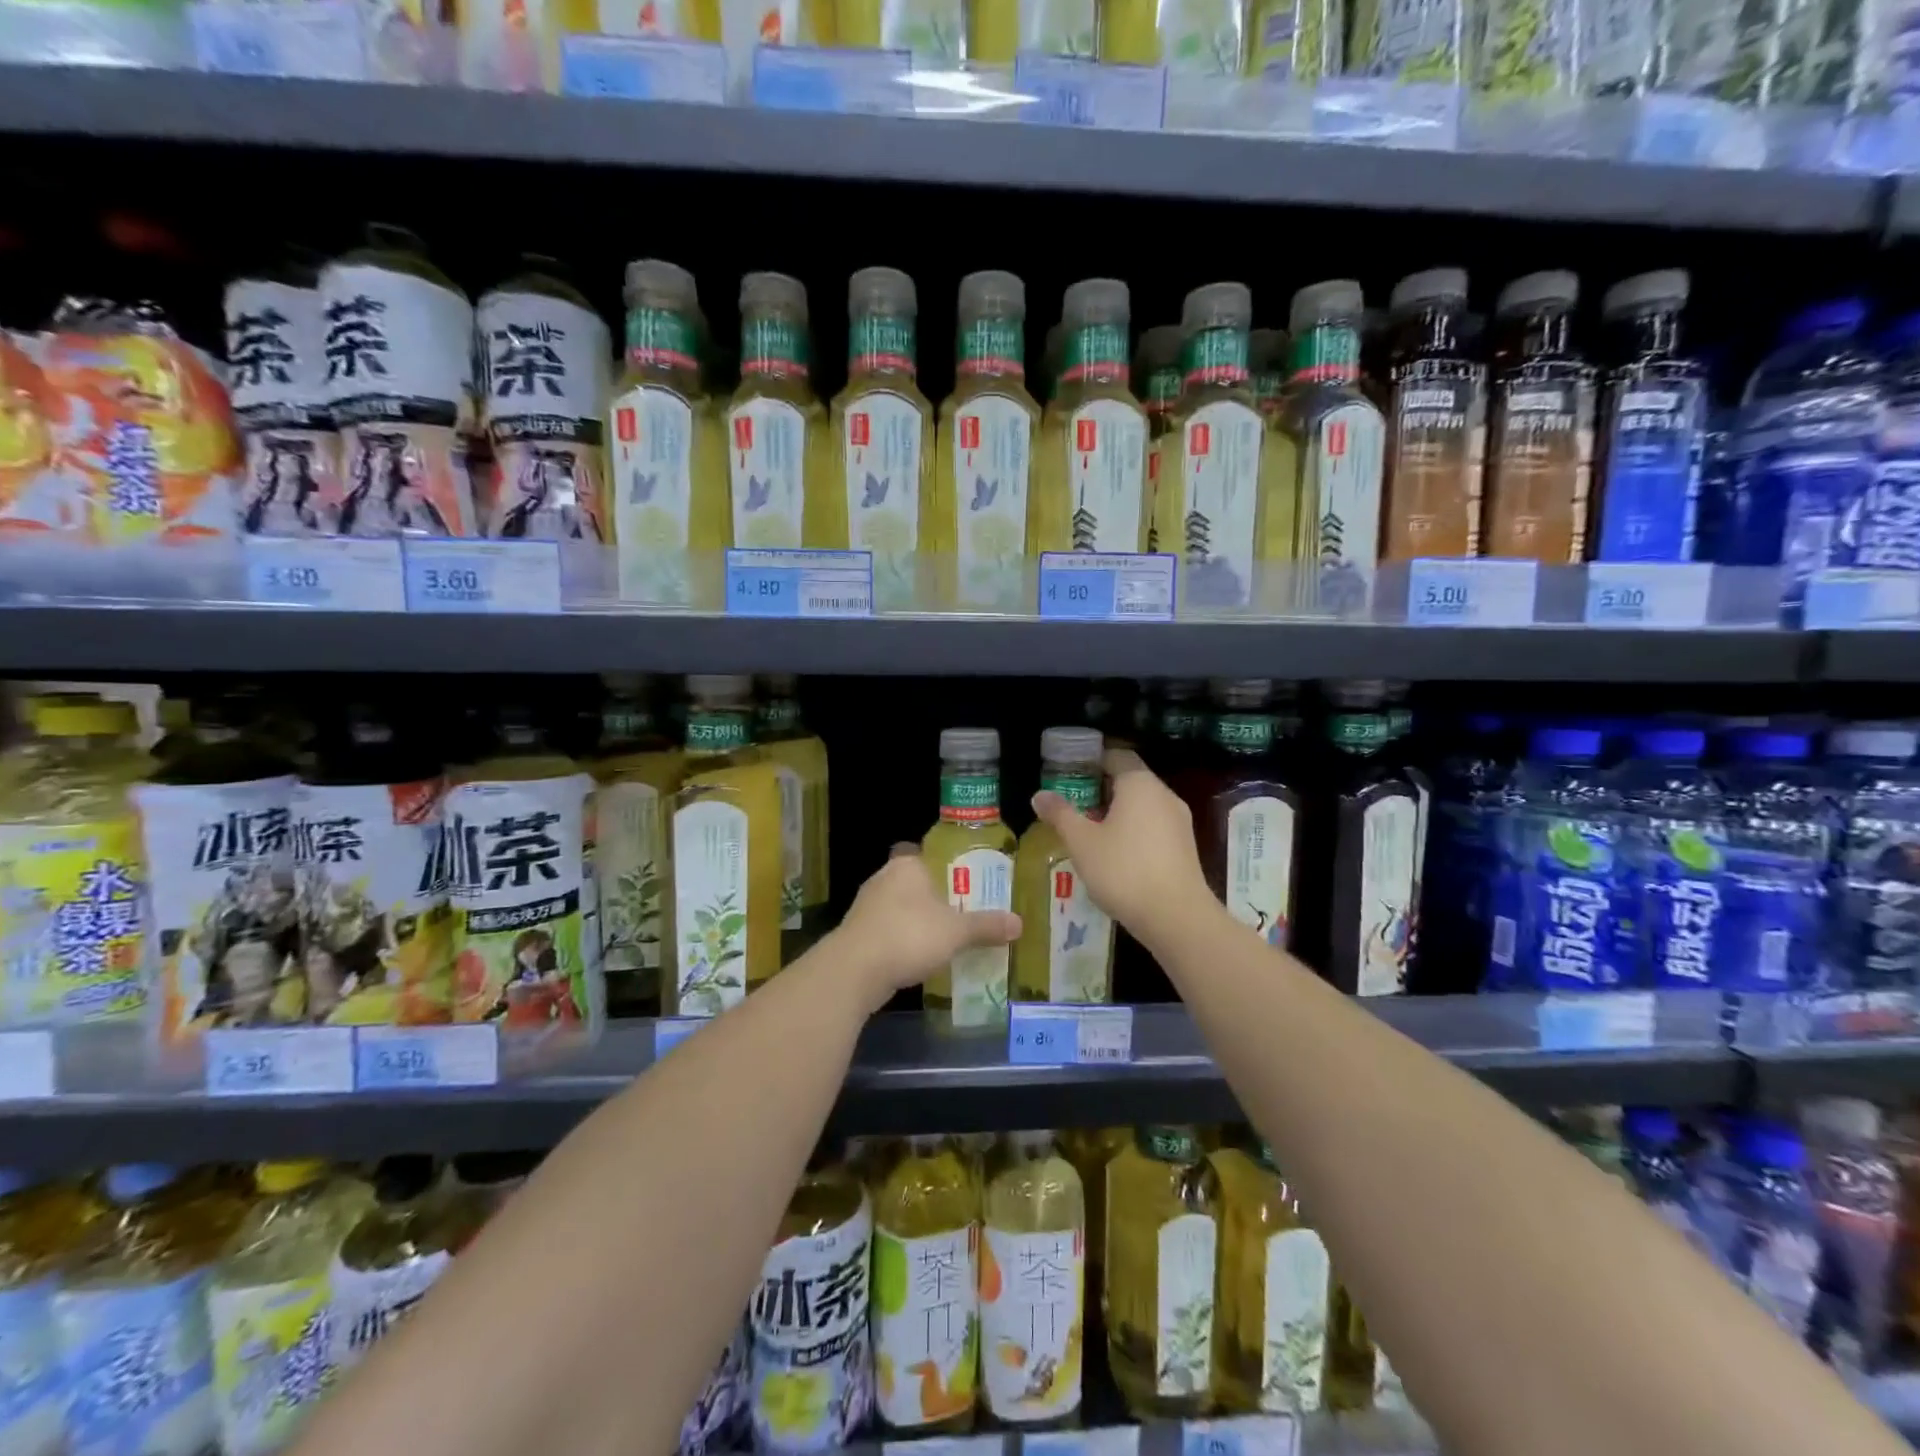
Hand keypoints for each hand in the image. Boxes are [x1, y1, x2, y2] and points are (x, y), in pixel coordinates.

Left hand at [827, 847, 1020, 1012]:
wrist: (854, 971)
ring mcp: (868, 906)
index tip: (968, 882)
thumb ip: (986, 926)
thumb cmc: (909, 936)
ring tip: (949, 937)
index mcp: (907, 864)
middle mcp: (884, 877)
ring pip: (902, 907)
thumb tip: (1019, 923)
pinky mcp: (859, 934)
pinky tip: (921, 957)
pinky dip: (905, 941)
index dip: (948, 865)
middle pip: (917, 882)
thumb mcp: (956, 932)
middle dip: (937, 897)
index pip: (929, 854)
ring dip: (920, 921)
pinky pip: (890, 931)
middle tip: (967, 911)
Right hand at [1030, 748, 1211, 951]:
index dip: (1092, 761)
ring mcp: (1179, 821)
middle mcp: (1164, 795)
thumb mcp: (1082, 842)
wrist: (1176, 917)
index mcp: (1139, 784)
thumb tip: (1039, 795)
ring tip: (1089, 832)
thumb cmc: (1123, 870)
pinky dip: (1134, 831)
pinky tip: (1115, 855)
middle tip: (1073, 805)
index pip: (1116, 755)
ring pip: (1143, 805)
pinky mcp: (1185, 847)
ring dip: (1117, 812)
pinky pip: (1154, 827)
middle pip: (1130, 780)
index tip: (1069, 774)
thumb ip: (1060, 814)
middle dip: (1101, 789)